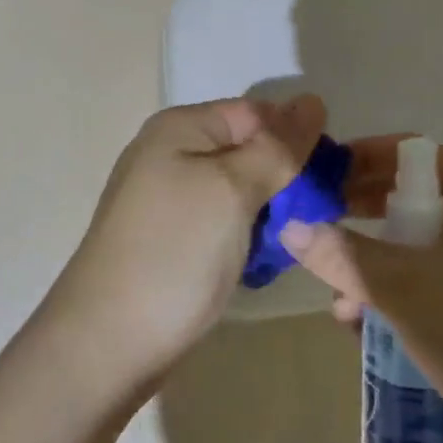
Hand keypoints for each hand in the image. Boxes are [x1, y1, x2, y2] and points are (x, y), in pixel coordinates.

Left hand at [50, 95, 328, 382]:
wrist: (109, 341)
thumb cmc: (175, 252)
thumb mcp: (231, 188)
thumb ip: (276, 146)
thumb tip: (311, 101)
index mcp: (181, 128)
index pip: (257, 113)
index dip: (298, 139)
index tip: (333, 180)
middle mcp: (172, 154)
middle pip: (250, 151)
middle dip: (289, 180)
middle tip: (322, 218)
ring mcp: (170, 201)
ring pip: (242, 193)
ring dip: (273, 214)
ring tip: (295, 245)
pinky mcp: (175, 241)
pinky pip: (225, 225)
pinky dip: (249, 238)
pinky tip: (263, 264)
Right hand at [281, 138, 442, 442]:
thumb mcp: (405, 288)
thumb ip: (343, 254)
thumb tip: (290, 227)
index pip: (414, 155)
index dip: (363, 159)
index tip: (318, 178)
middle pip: (410, 200)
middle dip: (360, 216)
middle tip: (316, 229)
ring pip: (414, 248)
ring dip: (370, 264)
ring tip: (336, 295)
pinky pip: (426, 284)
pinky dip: (392, 295)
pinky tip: (359, 325)